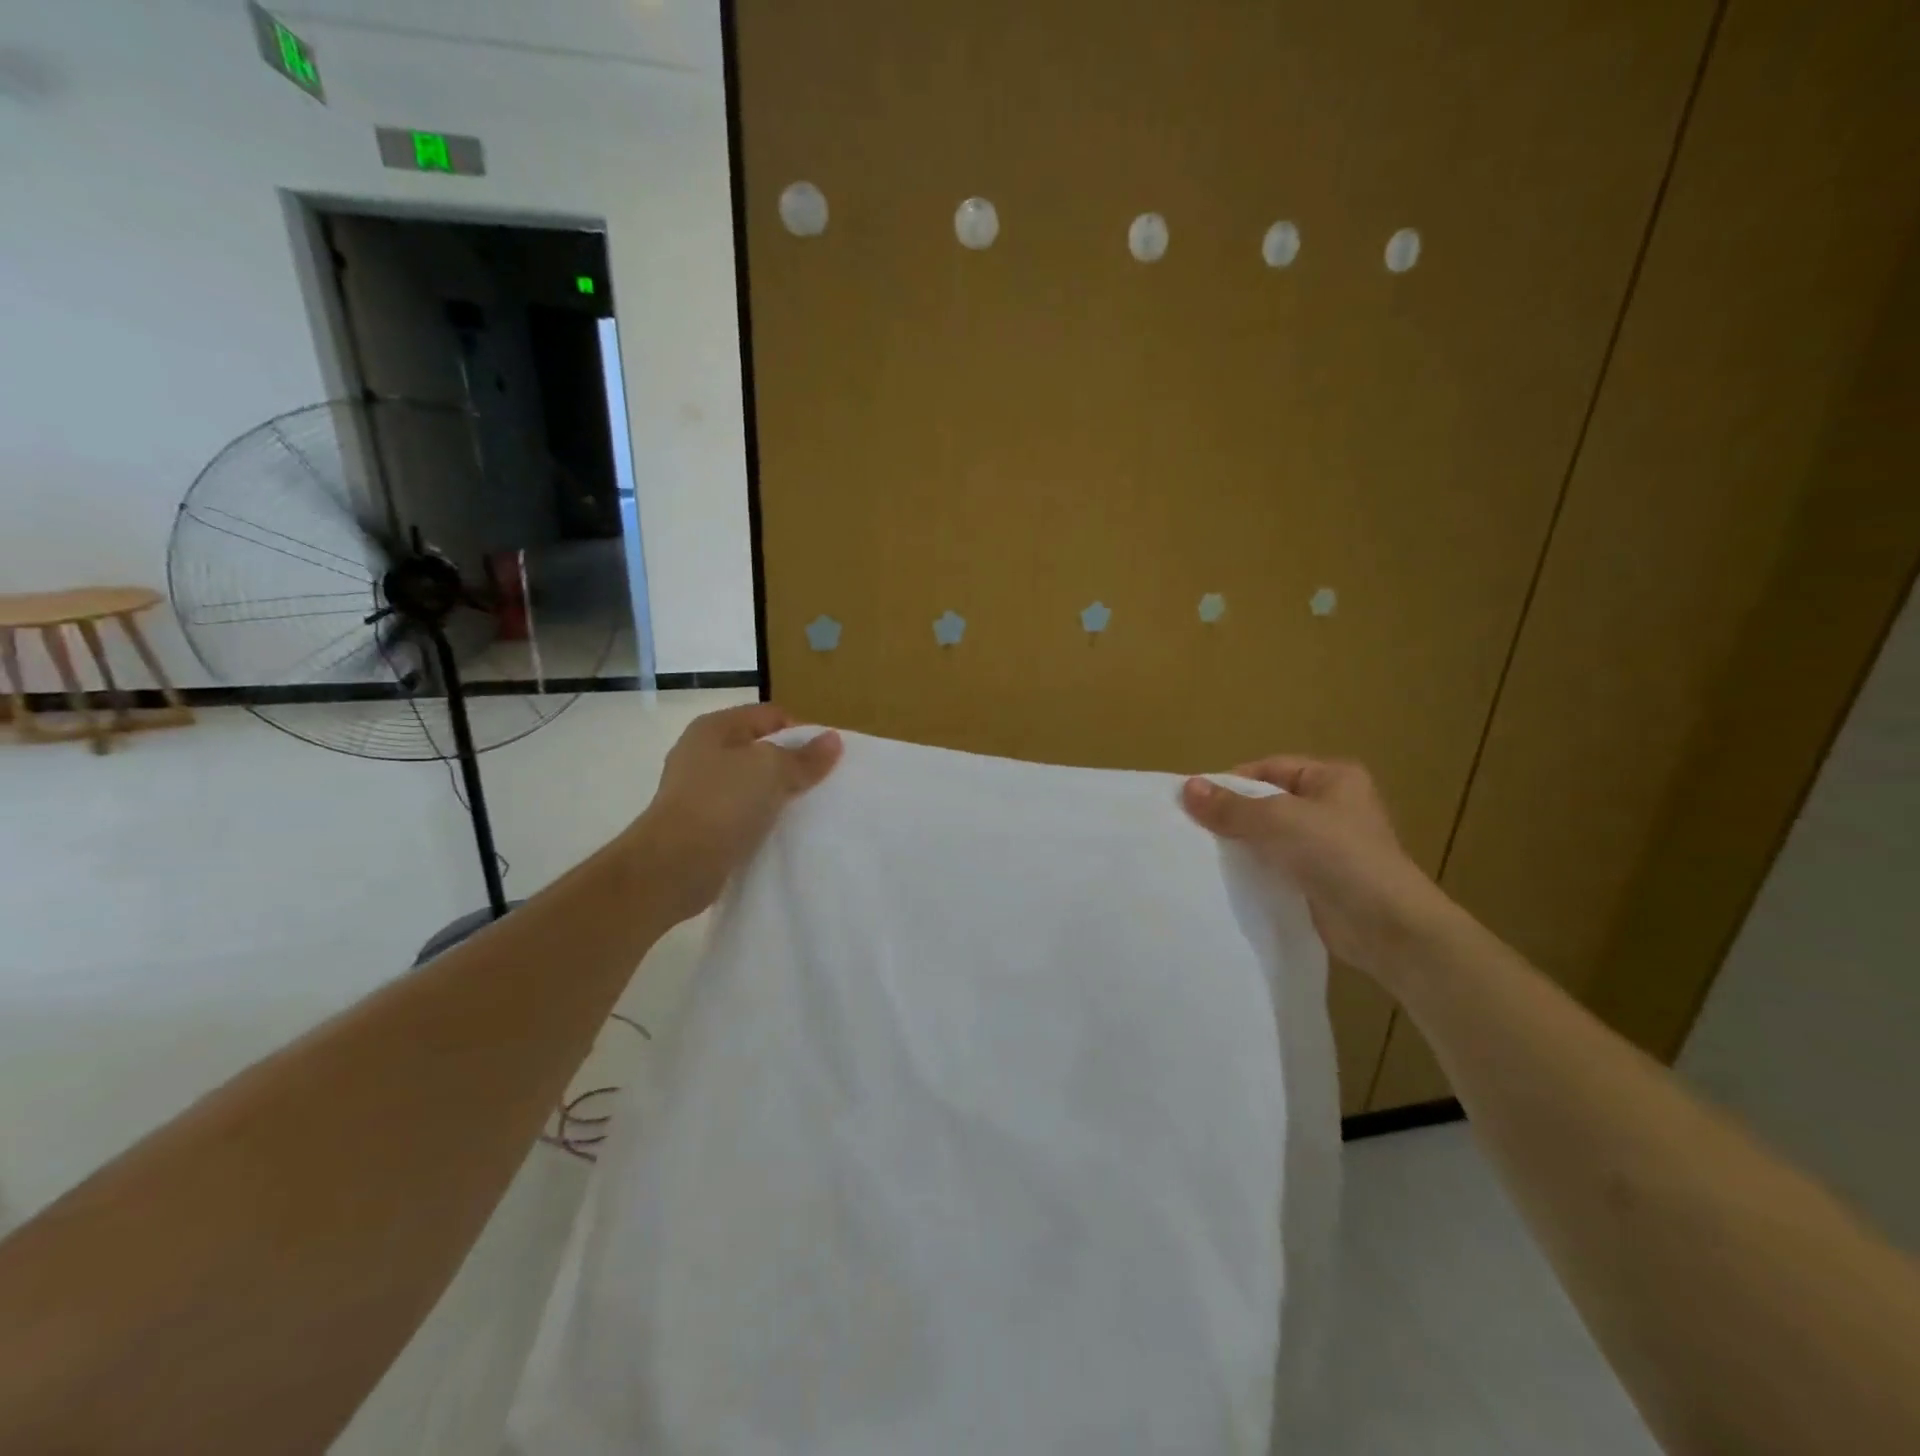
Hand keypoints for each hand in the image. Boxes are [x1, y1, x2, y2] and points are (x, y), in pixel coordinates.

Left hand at [630, 704, 841, 924]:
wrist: (673, 866)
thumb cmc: (722, 803)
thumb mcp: (772, 770)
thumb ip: (805, 756)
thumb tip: (833, 739)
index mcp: (715, 727)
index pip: (771, 715)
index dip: (801, 732)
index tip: (825, 760)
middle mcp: (702, 752)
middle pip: (760, 749)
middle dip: (791, 765)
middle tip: (819, 785)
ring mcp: (698, 789)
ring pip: (751, 783)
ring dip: (776, 795)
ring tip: (804, 811)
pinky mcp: (700, 823)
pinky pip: (740, 813)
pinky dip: (760, 819)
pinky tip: (779, 832)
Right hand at [1181, 757, 1456, 984]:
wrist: (1387, 926)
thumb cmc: (1337, 856)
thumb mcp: (1277, 820)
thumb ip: (1231, 806)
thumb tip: (1187, 787)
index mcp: (1332, 778)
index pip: (1268, 769)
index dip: (1230, 783)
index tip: (1194, 804)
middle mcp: (1332, 806)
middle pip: (1266, 803)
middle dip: (1232, 816)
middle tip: (1192, 830)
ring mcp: (1328, 846)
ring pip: (1269, 837)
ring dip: (1241, 845)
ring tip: (1202, 855)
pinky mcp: (1320, 880)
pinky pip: (1277, 866)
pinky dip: (1255, 871)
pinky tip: (1227, 879)